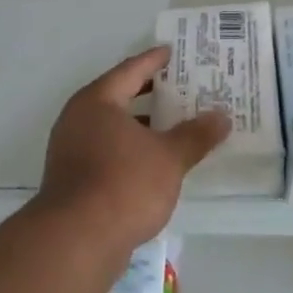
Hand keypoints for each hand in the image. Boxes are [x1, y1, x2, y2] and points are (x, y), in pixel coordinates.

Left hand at [36, 47, 230, 261]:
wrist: (77, 240)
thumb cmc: (124, 184)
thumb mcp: (169, 157)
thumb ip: (196, 135)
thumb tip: (222, 117)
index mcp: (97, 102)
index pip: (130, 71)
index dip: (153, 60)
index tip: (172, 52)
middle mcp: (78, 119)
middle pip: (119, 97)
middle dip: (151, 94)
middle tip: (182, 87)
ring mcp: (71, 150)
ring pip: (113, 128)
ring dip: (143, 126)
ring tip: (176, 125)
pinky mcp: (73, 179)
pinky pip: (108, 151)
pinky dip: (132, 149)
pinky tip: (156, 162)